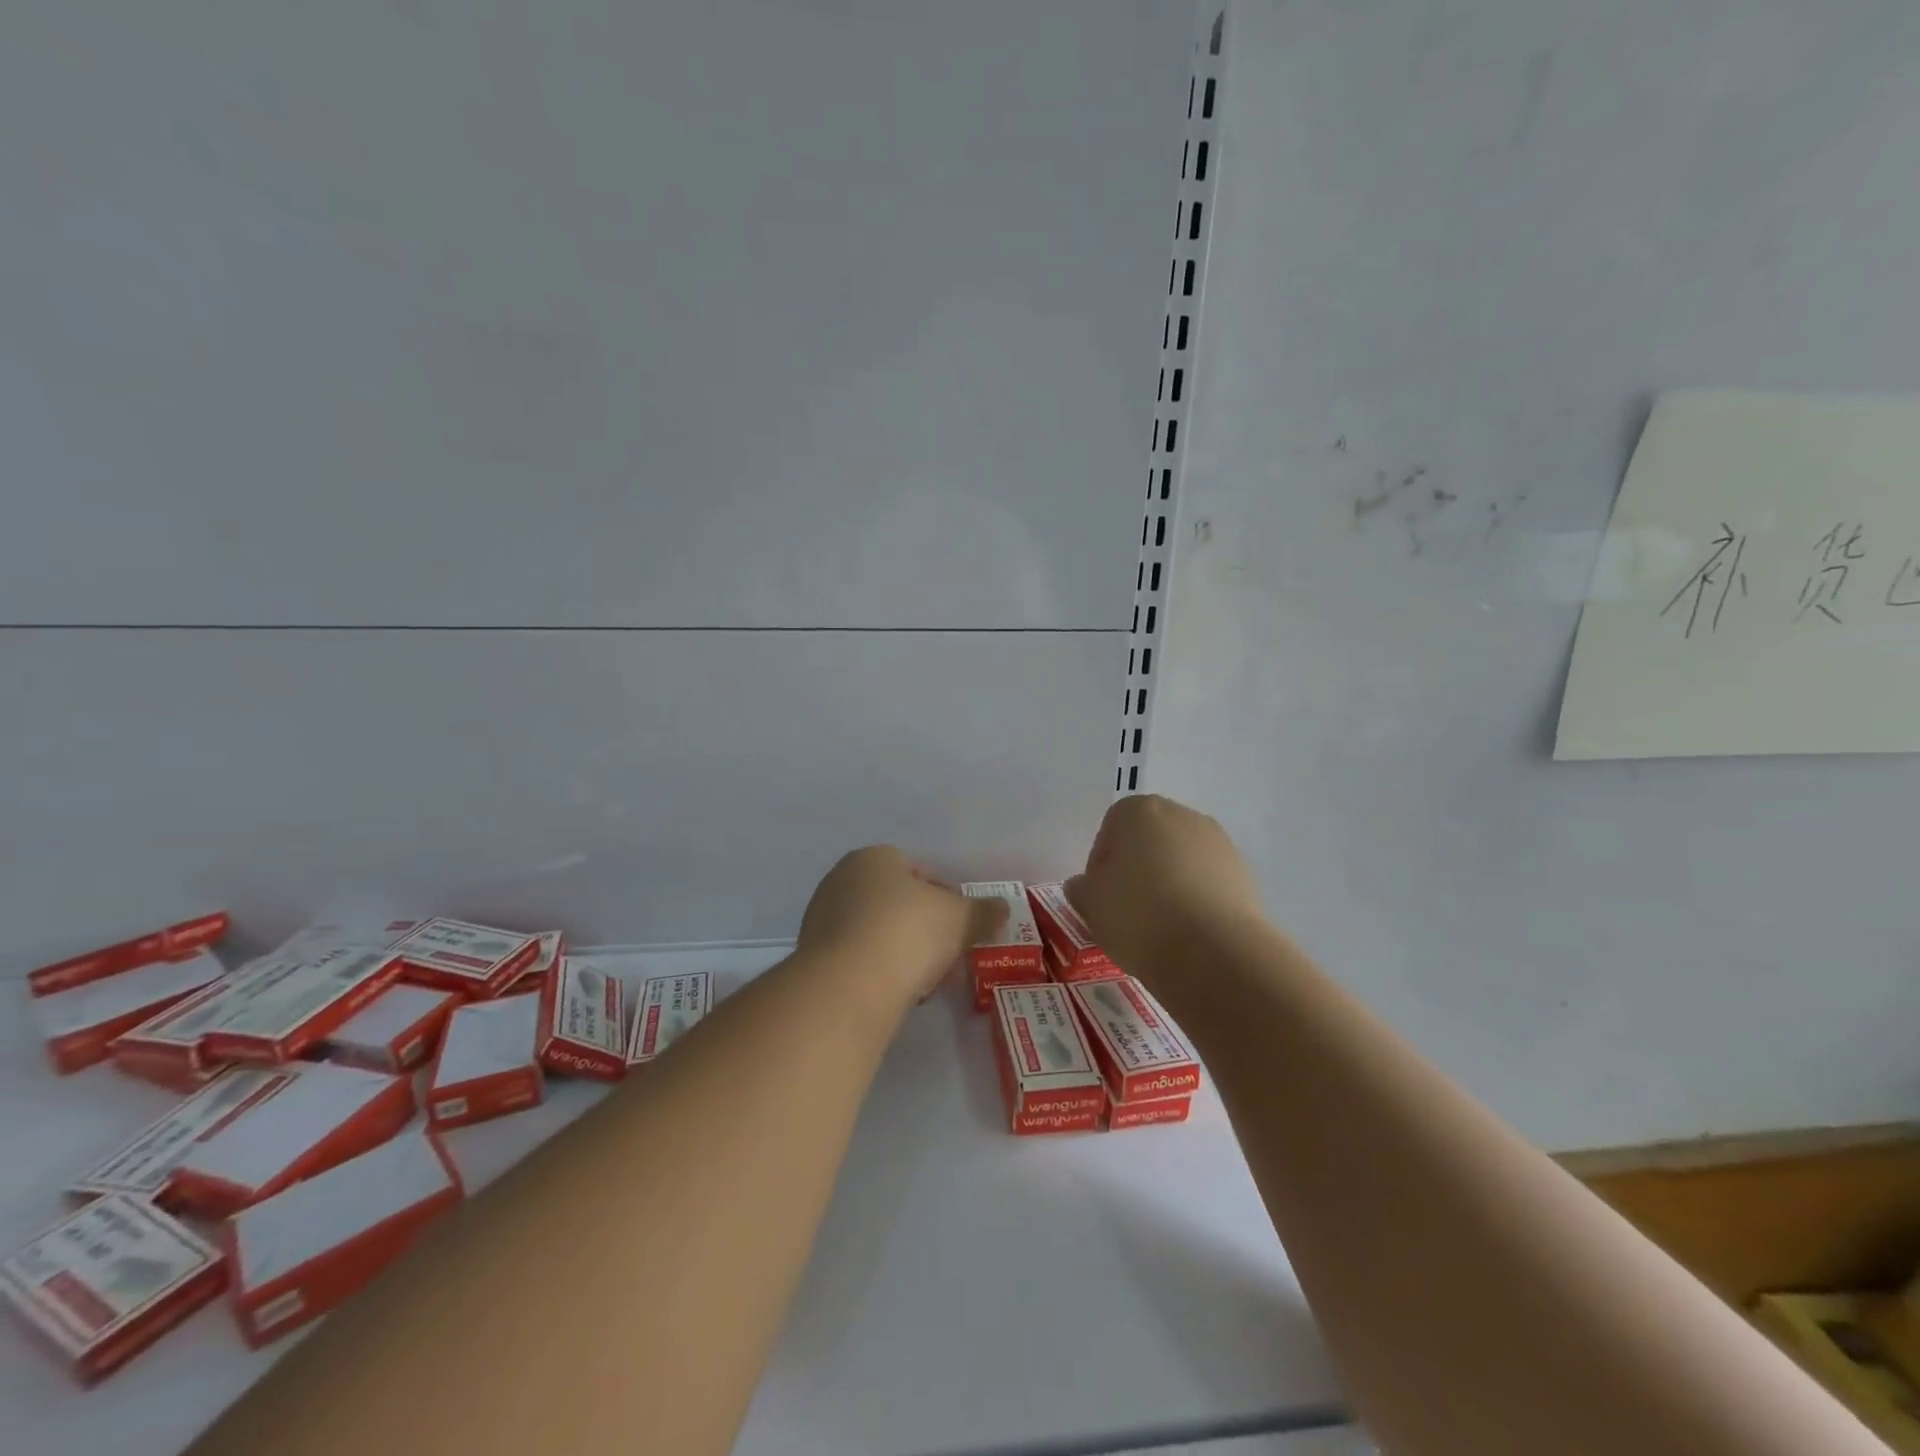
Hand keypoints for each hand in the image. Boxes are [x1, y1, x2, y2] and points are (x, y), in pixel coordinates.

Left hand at [798, 846, 1007, 1006]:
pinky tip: (896, 993)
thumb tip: (1003, 908)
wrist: (848, 986)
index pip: (919, 871)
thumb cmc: (908, 932)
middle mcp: (841, 880)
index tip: (962, 926)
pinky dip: (879, 971)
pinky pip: (858, 959)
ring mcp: (822, 919)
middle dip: (925, 928)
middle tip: (947, 955)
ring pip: (877, 932)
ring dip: (902, 951)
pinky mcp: (813, 957)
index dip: (946, 898)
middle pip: (897, 902)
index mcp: (873, 858)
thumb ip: (984, 911)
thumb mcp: (960, 919)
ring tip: (925, 981)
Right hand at [1066, 795, 1263, 986]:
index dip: (1101, 865)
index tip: (1101, 897)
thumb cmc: (1138, 916)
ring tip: (1160, 927)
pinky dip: (1196, 900)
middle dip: (1137, 869)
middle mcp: (1181, 814)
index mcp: (1138, 810)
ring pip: (1180, 860)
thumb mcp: (1091, 905)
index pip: (1110, 830)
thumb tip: (1084, 885)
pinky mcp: (1244, 873)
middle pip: (1148, 840)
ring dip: (1168, 884)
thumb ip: (1081, 889)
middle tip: (1127, 910)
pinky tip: (1188, 932)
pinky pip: (1207, 882)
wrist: (1214, 952)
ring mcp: (1217, 842)